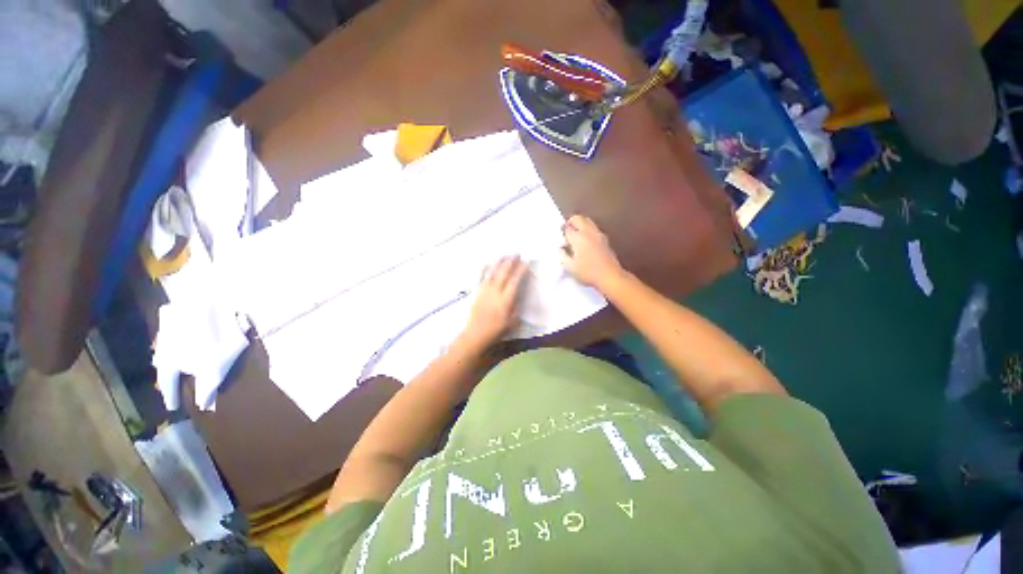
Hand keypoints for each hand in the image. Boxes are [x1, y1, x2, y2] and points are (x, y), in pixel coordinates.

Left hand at [460, 255, 528, 347]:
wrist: (476, 334)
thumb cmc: (497, 331)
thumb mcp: (512, 322)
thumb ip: (516, 307)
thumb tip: (519, 294)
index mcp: (505, 300)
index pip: (514, 281)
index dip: (520, 271)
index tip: (525, 264)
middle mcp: (495, 292)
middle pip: (503, 273)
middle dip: (511, 262)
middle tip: (517, 254)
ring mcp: (485, 291)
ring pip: (493, 273)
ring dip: (499, 263)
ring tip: (505, 255)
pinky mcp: (478, 292)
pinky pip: (482, 277)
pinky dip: (487, 269)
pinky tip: (489, 264)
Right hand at [560, 215, 624, 289]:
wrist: (610, 276)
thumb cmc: (588, 272)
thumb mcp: (570, 267)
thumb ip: (562, 255)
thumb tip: (561, 249)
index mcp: (578, 238)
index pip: (567, 228)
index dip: (562, 233)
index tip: (561, 240)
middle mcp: (588, 232)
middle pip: (578, 218)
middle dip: (571, 222)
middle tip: (567, 232)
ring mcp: (598, 234)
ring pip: (587, 221)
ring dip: (580, 225)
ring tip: (576, 236)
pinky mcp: (605, 239)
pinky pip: (594, 228)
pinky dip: (587, 230)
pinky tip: (586, 242)